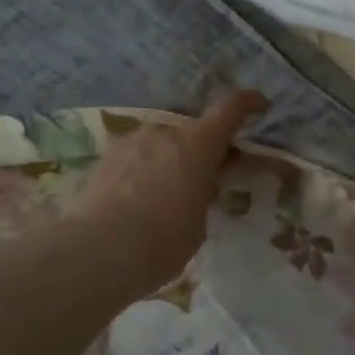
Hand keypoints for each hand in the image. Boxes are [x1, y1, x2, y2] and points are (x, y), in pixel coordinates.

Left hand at [71, 91, 268, 296]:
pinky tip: (133, 204)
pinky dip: (139, 174)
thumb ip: (200, 197)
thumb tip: (190, 191)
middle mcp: (164, 132)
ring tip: (162, 198)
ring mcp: (129, 142)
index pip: (230, 109)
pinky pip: (132, 160)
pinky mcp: (102, 159)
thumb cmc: (161, 242)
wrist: (94, 252)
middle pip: (190, 132)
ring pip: (158, 145)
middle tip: (202, 181)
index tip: (260, 104)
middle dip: (199, 151)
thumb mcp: (198, 225)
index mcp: (198, 144)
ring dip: (166, 162)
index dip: (248, 102)